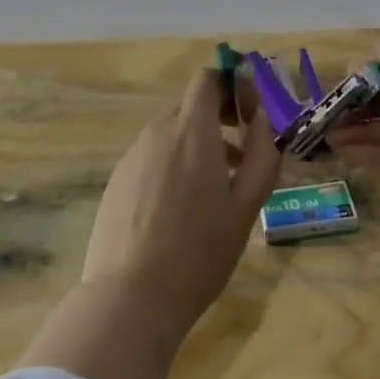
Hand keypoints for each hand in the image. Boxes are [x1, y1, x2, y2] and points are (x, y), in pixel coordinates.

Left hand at [81, 69, 280, 336]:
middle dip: (219, 121)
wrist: (130, 298)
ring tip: (216, 191)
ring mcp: (131, 158)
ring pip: (170, 136)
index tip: (250, 115)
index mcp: (191, 132)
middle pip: (189, 108)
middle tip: (242, 158)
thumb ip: (261, 156)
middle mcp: (156, 134)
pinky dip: (172, 167)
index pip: (207, 80)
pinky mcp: (116, 183)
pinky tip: (180, 212)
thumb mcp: (245, 206)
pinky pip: (150, 159)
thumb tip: (263, 120)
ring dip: (197, 147)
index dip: (232, 86)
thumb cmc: (199, 251)